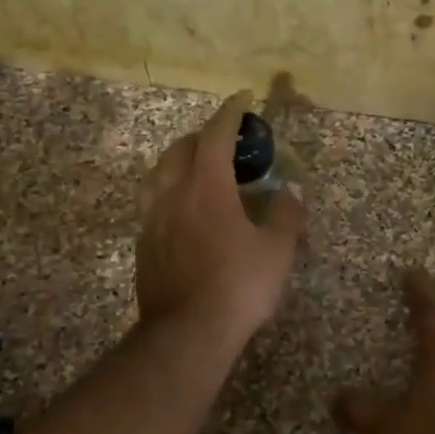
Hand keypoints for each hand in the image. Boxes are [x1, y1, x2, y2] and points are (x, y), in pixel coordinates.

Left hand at [137, 92, 305, 341]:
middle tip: (224, 141)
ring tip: (195, 169)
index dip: (230, 114)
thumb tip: (291, 192)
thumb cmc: (238, 287)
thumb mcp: (277, 251)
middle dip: (202, 137)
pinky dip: (167, 191)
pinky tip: (180, 209)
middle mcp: (172, 194)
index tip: (242, 100)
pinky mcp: (143, 245)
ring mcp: (152, 220)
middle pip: (180, 150)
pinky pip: (151, 203)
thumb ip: (286, 215)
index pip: (215, 136)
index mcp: (206, 187)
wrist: (187, 333)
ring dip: (177, 161)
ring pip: (157, 174)